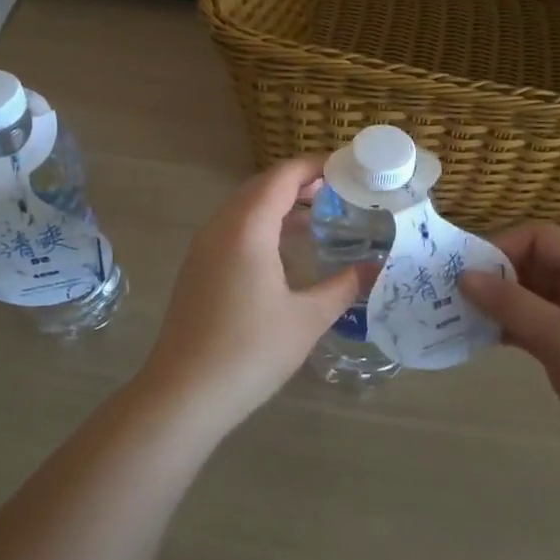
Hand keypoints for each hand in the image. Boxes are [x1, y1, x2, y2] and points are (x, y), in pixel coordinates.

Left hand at [136, 157, 358, 428]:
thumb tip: (376, 268)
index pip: (282, 177)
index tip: (347, 167)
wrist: (183, 394)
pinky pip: (232, 229)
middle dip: (299, 183)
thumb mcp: (307, 319)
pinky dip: (261, 225)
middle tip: (339, 192)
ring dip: (279, 205)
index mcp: (247, 229)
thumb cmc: (250, 351)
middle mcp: (220, 228)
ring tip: (318, 218)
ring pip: (243, 208)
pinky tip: (283, 252)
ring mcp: (202, 248)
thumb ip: (344, 286)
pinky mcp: (196, 269)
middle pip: (261, 187)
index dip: (314, 165)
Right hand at [460, 223, 559, 485]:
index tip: (466, 274)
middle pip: (532, 265)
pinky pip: (533, 327)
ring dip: (496, 305)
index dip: (501, 247)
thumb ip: (511, 304)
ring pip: (529, 298)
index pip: (539, 237)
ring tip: (457, 318)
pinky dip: (507, 329)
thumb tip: (464, 276)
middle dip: (493, 277)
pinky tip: (479, 340)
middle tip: (452, 297)